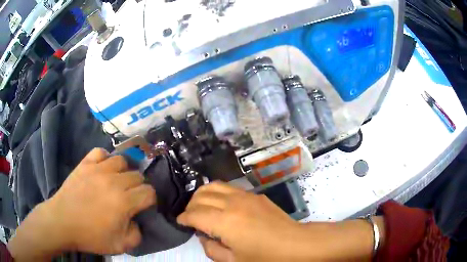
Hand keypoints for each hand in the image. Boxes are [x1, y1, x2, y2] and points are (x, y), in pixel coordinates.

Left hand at [8, 148, 156, 259]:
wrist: (62, 222)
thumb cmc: (91, 236)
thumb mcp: (121, 246)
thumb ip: (137, 234)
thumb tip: (137, 219)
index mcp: (124, 202)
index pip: (149, 192)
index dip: (150, 200)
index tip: (144, 206)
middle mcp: (114, 181)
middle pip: (137, 175)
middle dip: (138, 187)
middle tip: (130, 197)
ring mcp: (98, 169)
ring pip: (122, 160)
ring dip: (124, 171)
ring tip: (118, 181)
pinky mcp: (85, 164)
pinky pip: (101, 152)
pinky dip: (105, 159)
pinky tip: (103, 169)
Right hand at [177, 182, 384, 261]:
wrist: (297, 245)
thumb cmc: (266, 258)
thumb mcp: (233, 261)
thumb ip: (212, 249)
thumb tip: (204, 236)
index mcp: (225, 222)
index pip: (195, 214)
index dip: (184, 218)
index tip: (180, 222)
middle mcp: (233, 203)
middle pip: (202, 195)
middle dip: (191, 205)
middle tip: (190, 217)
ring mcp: (246, 196)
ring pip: (215, 186)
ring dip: (203, 195)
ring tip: (201, 207)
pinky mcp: (255, 195)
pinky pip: (229, 188)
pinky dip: (217, 193)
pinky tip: (220, 205)